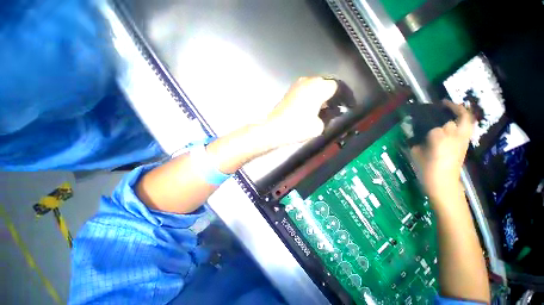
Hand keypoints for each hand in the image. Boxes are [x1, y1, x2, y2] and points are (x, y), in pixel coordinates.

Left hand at [261, 77, 337, 147]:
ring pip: (313, 87)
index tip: (340, 106)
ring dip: (317, 96)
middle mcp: (307, 81)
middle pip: (324, 84)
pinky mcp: (289, 92)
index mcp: (318, 87)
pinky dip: (308, 97)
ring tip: (318, 110)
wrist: (274, 128)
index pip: (335, 86)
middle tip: (330, 109)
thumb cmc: (297, 126)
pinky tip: (307, 109)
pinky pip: (304, 91)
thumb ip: (327, 119)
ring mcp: (296, 85)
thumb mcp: (318, 127)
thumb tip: (327, 115)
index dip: (340, 97)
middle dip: (328, 95)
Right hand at [411, 101, 473, 203]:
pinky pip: (468, 128)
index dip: (428, 123)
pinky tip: (455, 122)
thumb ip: (416, 141)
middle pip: (460, 118)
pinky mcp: (465, 145)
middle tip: (443, 104)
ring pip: (468, 121)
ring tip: (452, 109)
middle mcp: (455, 137)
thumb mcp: (416, 153)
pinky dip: (464, 121)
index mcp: (440, 140)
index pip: (437, 125)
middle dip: (454, 108)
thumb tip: (416, 134)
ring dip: (462, 113)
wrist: (443, 183)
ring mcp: (463, 140)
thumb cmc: (426, 169)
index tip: (421, 116)